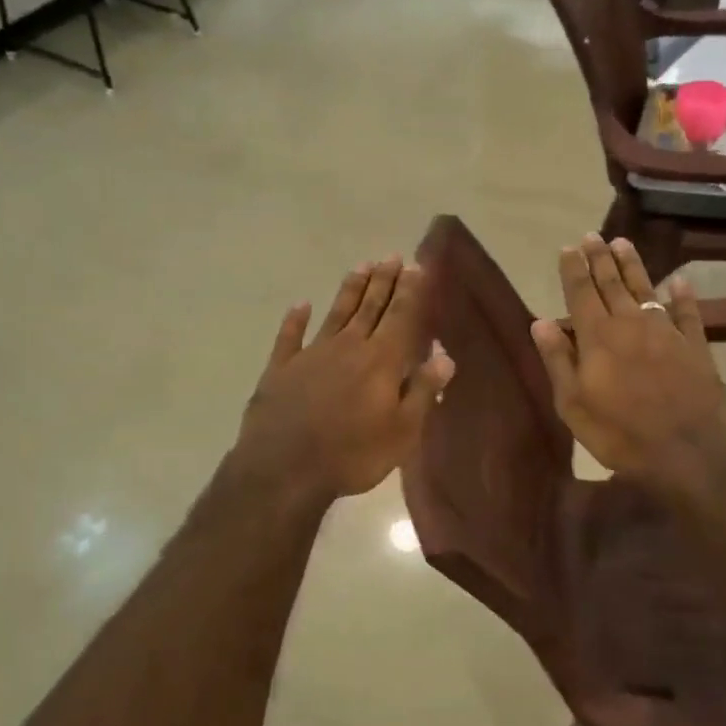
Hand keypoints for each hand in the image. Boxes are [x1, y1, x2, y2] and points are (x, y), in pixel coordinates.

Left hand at [236, 256, 454, 502]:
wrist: (283, 470)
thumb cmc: (352, 455)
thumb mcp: (402, 432)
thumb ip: (423, 391)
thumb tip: (444, 356)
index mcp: (381, 361)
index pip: (401, 316)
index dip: (411, 291)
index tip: (417, 265)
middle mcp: (348, 346)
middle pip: (369, 306)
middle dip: (384, 280)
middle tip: (392, 256)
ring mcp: (311, 354)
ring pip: (336, 313)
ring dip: (350, 290)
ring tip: (361, 266)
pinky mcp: (281, 369)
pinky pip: (289, 337)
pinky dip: (295, 319)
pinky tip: (300, 305)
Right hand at [530, 235, 725, 479]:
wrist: (685, 451)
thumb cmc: (618, 432)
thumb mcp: (573, 403)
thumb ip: (558, 360)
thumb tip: (540, 322)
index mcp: (597, 336)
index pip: (581, 292)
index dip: (574, 269)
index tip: (568, 248)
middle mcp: (630, 323)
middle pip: (612, 283)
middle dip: (600, 258)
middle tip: (592, 236)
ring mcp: (665, 331)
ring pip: (645, 289)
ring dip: (633, 265)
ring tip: (623, 243)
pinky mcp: (694, 344)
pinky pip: (687, 312)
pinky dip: (682, 295)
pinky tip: (679, 282)